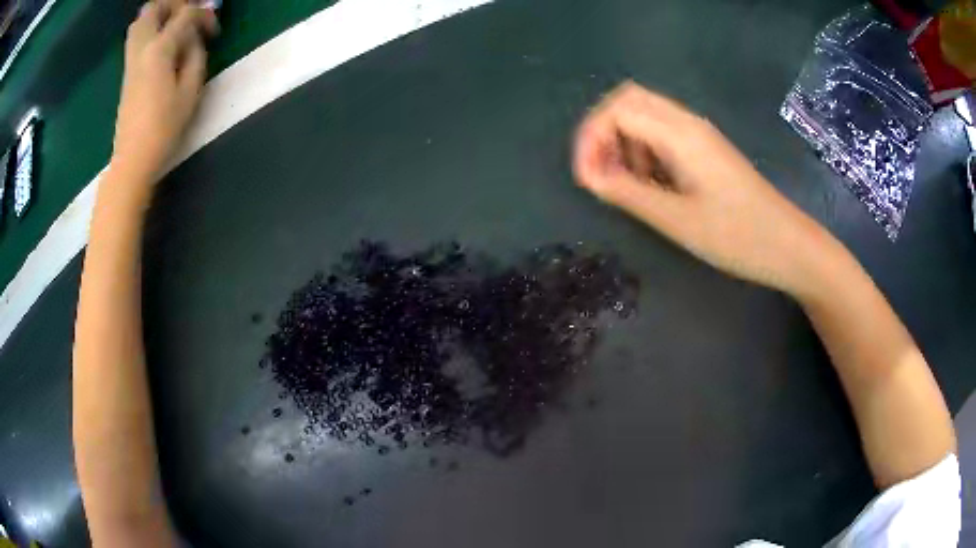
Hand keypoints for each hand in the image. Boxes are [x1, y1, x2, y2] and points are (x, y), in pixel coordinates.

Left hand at [110, 0, 218, 190]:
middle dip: (174, 5)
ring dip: (159, 16)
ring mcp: (130, 60)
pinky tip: (163, 44)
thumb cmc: (163, 128)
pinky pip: (136, 37)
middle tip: (189, 17)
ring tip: (175, 27)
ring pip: (140, 21)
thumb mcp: (190, 91)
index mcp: (158, 50)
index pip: (185, 15)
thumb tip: (194, 39)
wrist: (132, 159)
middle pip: (153, 8)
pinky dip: (151, 30)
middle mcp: (141, 48)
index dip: (204, 16)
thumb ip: (195, 56)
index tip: (213, 32)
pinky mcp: (127, 72)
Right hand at [573, 82, 838, 297]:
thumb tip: (589, 176)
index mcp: (680, 134)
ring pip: (645, 115)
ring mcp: (699, 134)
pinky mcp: (705, 149)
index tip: (585, 178)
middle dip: (603, 132)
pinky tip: (651, 185)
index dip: (591, 139)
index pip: (617, 110)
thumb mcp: (677, 220)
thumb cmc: (738, 236)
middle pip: (628, 101)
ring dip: (623, 142)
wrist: (788, 246)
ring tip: (625, 185)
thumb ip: (628, 193)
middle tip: (599, 173)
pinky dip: (644, 151)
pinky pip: (662, 134)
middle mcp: (687, 122)